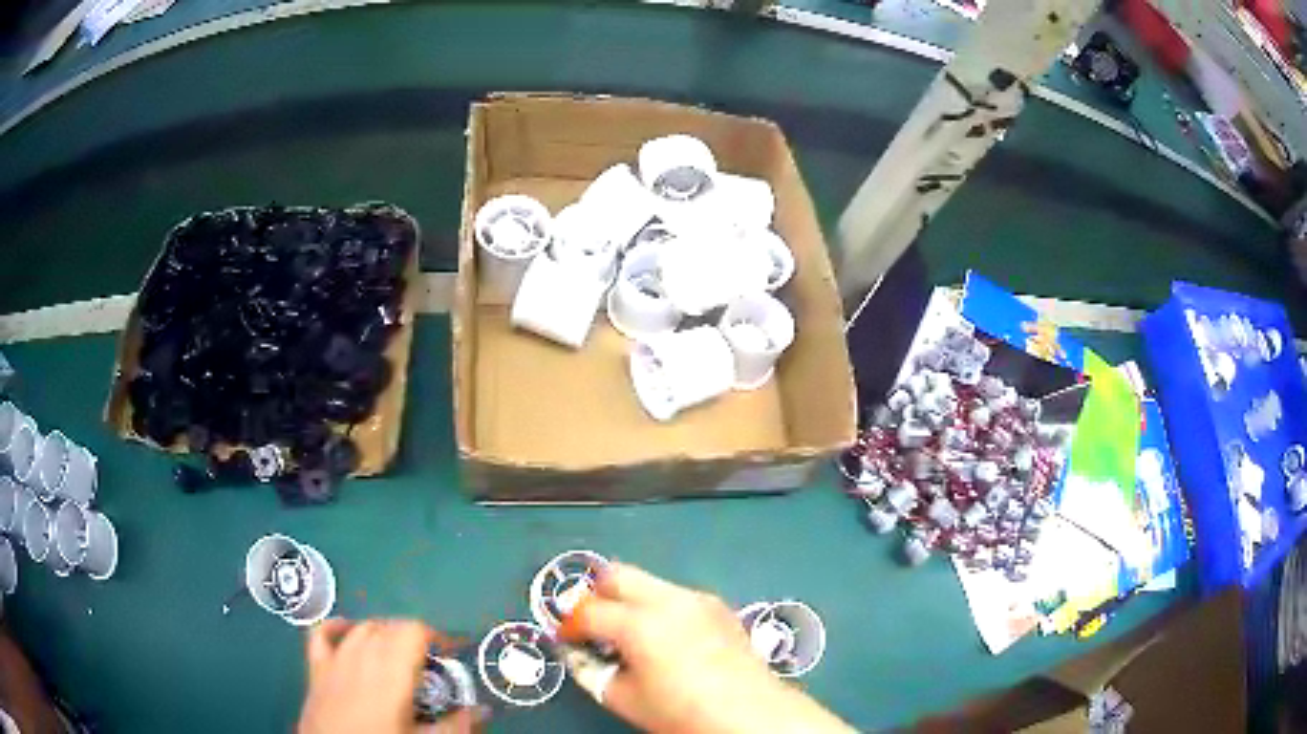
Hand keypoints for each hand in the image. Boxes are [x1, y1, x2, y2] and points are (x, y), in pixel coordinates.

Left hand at [297, 618, 479, 733]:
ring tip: (398, 655)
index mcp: (392, 670)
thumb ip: (455, 724)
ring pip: (363, 627)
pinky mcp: (316, 667)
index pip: (414, 630)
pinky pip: (323, 633)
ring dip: (383, 634)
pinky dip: (338, 627)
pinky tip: (349, 632)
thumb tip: (480, 709)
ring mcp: (336, 658)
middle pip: (391, 625)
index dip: (436, 636)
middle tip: (430, 663)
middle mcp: (363, 655)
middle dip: (412, 637)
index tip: (451, 654)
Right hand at [562, 563, 851, 733]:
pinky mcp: (718, 606)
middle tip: (592, 625)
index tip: (566, 641)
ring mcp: (697, 599)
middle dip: (596, 595)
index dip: (569, 625)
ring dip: (628, 599)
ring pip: (648, 581)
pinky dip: (658, 606)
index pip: (588, 610)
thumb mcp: (625, 699)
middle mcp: (667, 600)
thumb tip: (577, 655)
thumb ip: (591, 672)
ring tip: (628, 634)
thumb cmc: (681, 712)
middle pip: (616, 574)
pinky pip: (676, 594)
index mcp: (639, 623)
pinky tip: (664, 638)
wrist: (751, 713)